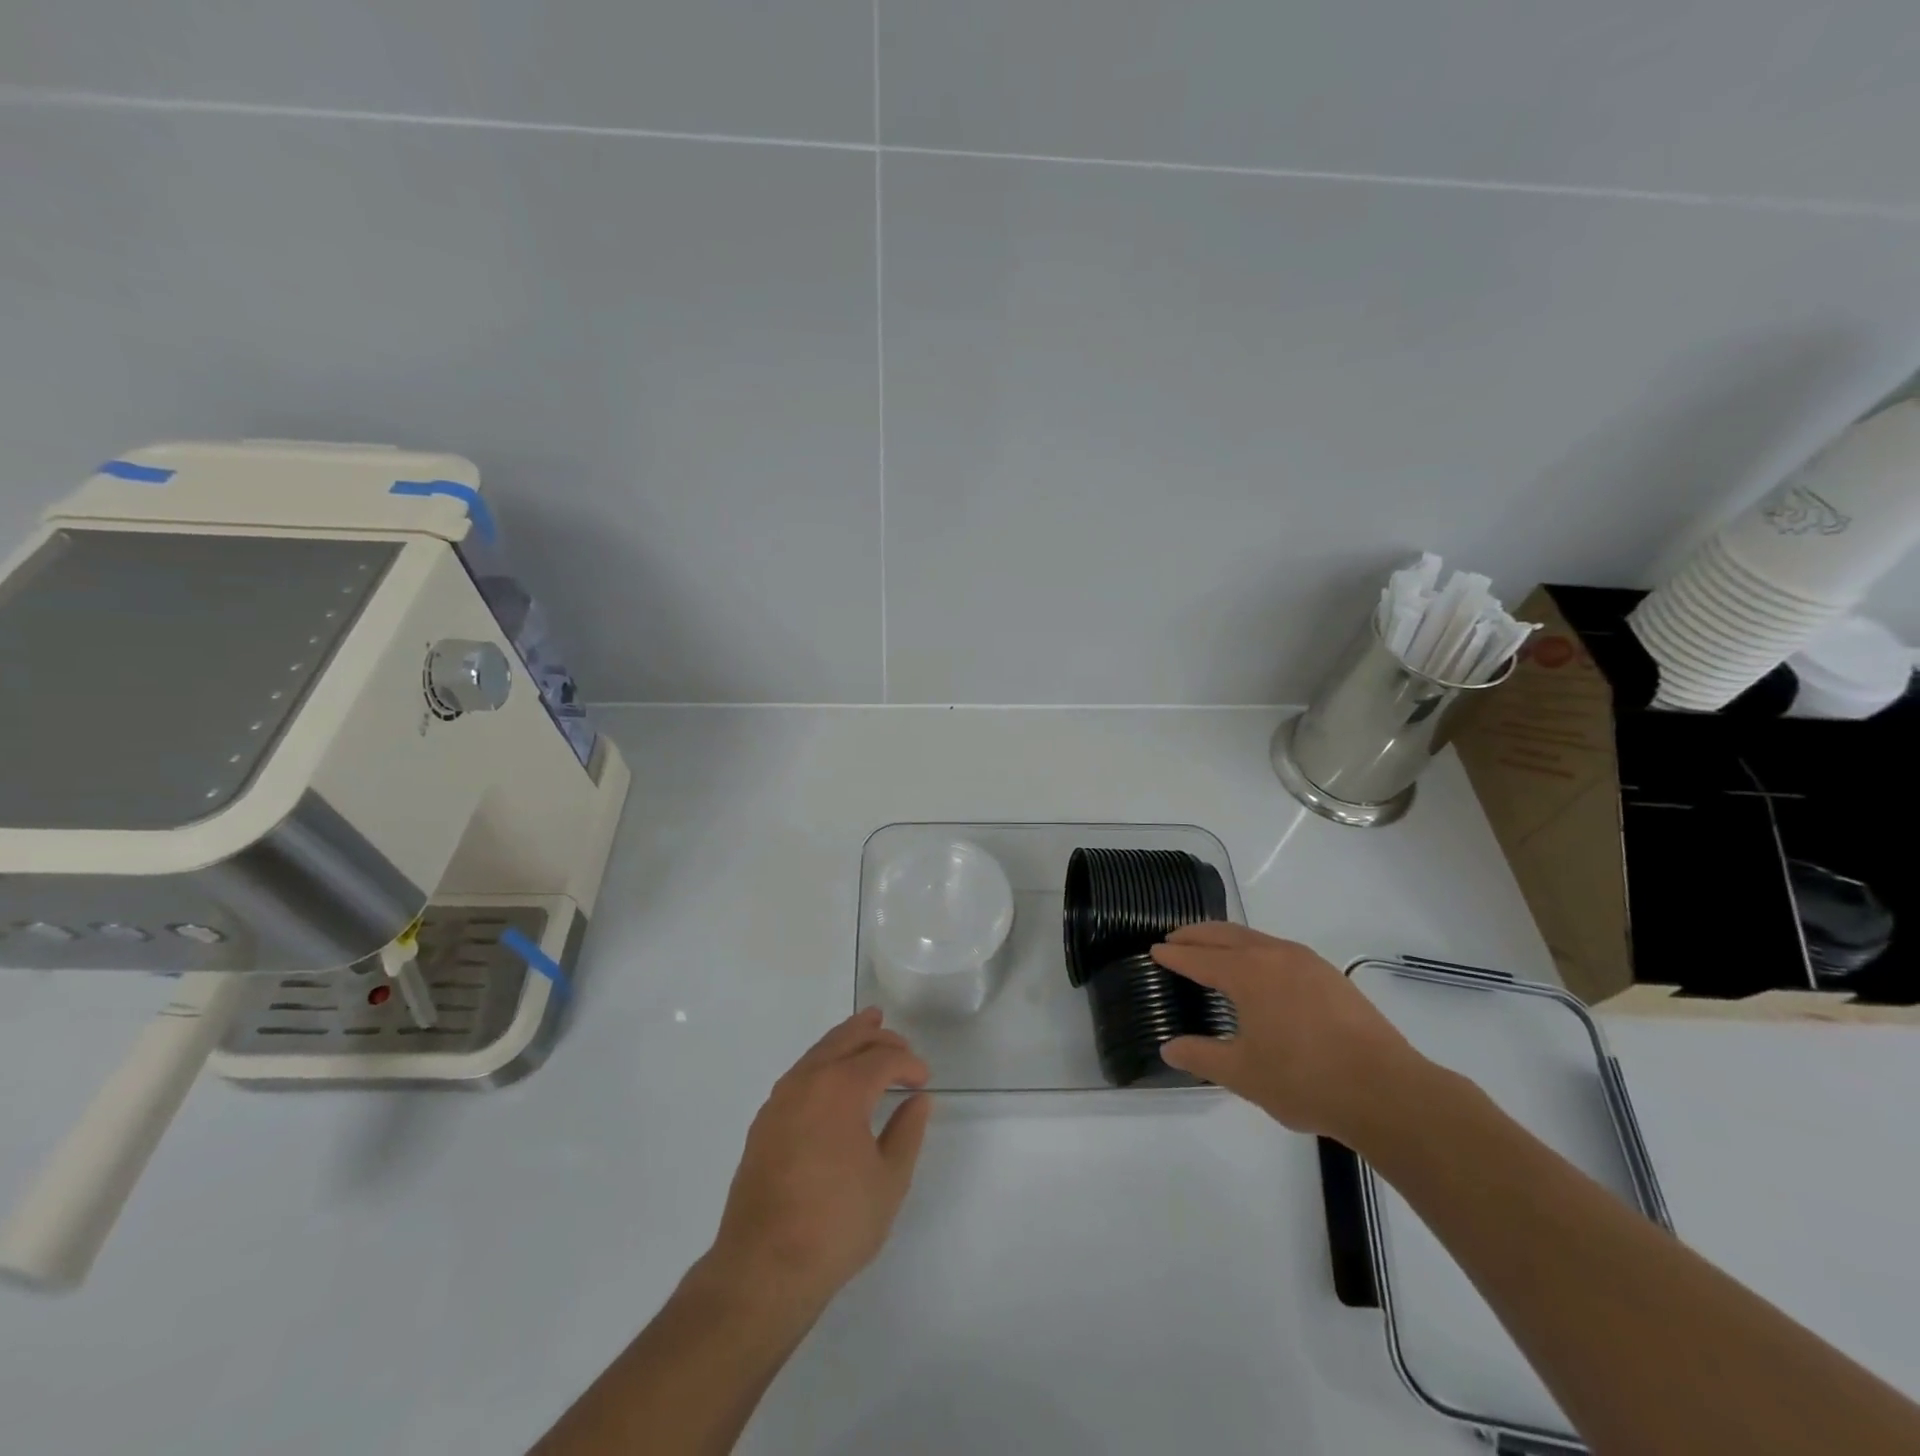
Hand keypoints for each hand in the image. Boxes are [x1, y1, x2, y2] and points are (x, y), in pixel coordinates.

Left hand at [706, 1008, 932, 1310]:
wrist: (763, 1267)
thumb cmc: (836, 1224)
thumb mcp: (889, 1181)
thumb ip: (907, 1132)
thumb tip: (917, 1100)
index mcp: (842, 1088)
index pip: (883, 1058)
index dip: (908, 1063)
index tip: (924, 1080)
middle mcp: (808, 1081)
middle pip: (846, 1040)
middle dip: (876, 1036)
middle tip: (899, 1041)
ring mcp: (780, 1099)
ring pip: (818, 1052)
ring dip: (846, 1040)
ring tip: (865, 1034)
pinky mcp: (764, 1122)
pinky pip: (800, 1074)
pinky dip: (822, 1063)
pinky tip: (831, 1080)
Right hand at [1151, 923, 1425, 1141]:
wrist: (1386, 1091)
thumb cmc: (1304, 1080)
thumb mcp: (1243, 1074)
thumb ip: (1201, 1057)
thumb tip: (1168, 1047)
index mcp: (1248, 973)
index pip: (1199, 957)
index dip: (1175, 954)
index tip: (1155, 949)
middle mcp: (1275, 955)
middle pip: (1226, 935)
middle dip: (1197, 935)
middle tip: (1175, 939)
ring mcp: (1307, 963)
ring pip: (1256, 938)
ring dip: (1228, 939)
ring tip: (1213, 949)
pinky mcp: (1331, 977)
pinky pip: (1280, 950)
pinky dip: (1256, 949)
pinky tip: (1261, 969)